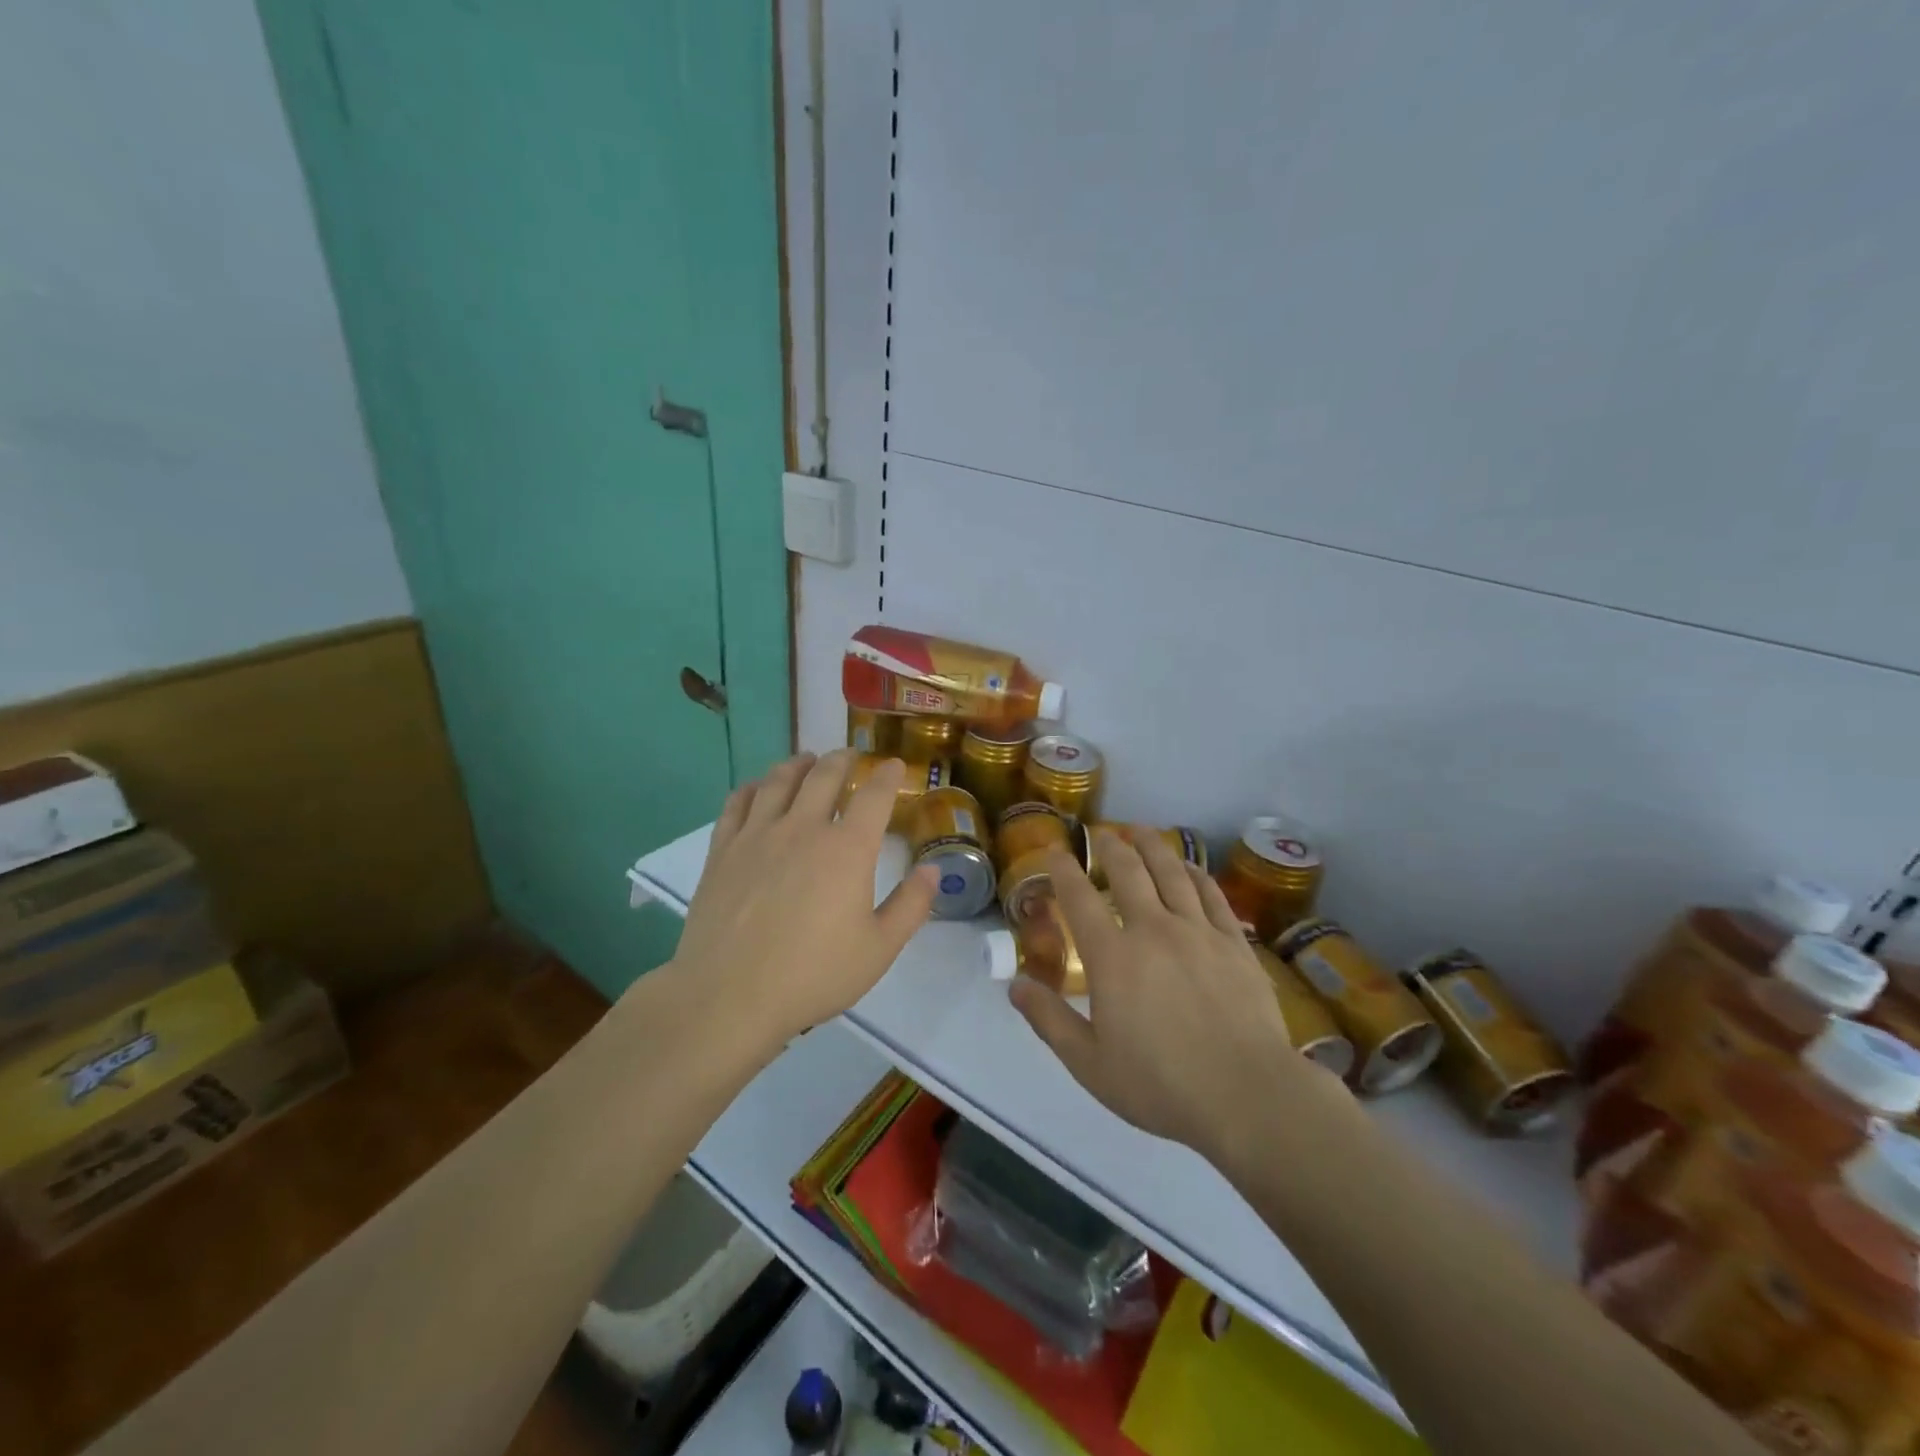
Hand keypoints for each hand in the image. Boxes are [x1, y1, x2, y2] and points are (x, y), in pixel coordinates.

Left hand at [671, 750, 937, 1049]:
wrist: (729, 996)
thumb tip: (933, 870)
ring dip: (798, 764)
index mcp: (847, 849)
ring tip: (806, 759)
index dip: (887, 775)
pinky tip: (757, 788)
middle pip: (824, 776)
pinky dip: (752, 787)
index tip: (895, 765)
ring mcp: (757, 835)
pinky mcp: (722, 850)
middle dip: (842, 759)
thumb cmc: (813, 975)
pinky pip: (737, 803)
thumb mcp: (879, 949)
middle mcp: (803, 828)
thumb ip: (911, 906)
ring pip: (779, 781)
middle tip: (850, 755)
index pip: (874, 796)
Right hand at [1009, 828, 1338, 1168]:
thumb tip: (1015, 986)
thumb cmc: (1161, 1085)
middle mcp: (1153, 930)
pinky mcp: (1234, 943)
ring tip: (1141, 831)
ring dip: (1153, 847)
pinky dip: (1196, 873)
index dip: (1063, 868)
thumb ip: (1049, 1020)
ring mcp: (1198, 932)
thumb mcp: (1089, 1064)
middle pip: (1128, 872)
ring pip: (1172, 873)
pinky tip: (1189, 866)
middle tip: (1102, 833)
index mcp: (1112, 957)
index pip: (1079, 898)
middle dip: (1110, 846)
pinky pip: (1212, 895)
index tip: (1055, 849)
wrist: (1246, 1095)